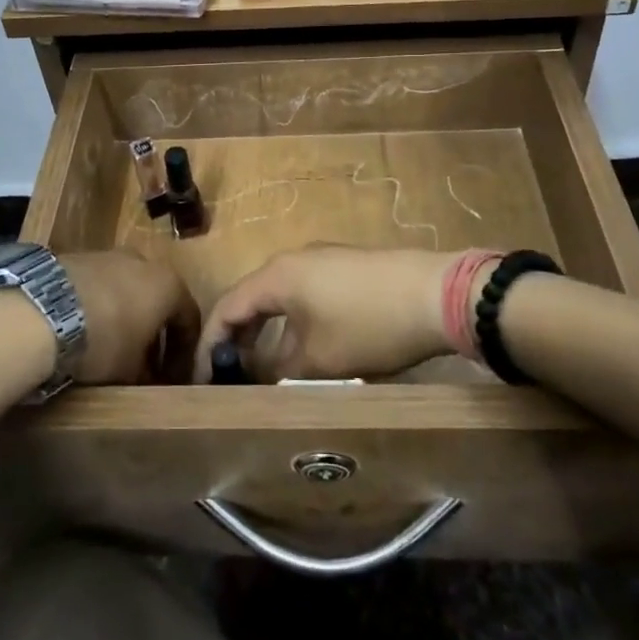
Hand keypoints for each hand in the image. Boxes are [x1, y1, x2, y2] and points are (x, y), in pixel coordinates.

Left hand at [63, 250, 200, 384]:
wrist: (42, 312)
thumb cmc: (103, 341)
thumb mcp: (131, 370)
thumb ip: (147, 373)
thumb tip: (148, 378)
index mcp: (169, 285)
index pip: (190, 319)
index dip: (184, 352)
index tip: (174, 377)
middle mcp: (145, 262)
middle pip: (158, 299)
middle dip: (154, 331)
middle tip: (145, 363)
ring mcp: (109, 255)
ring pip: (128, 288)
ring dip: (126, 315)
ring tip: (112, 346)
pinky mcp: (77, 257)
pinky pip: (99, 285)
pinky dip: (100, 305)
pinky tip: (85, 328)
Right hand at [196, 246, 456, 381]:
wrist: (436, 293)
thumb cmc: (368, 325)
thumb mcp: (319, 359)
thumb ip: (278, 369)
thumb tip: (256, 376)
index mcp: (277, 276)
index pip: (227, 306)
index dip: (210, 343)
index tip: (202, 379)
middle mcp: (294, 260)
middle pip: (252, 299)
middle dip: (237, 338)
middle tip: (229, 377)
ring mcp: (323, 261)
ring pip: (280, 298)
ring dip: (267, 333)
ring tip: (264, 371)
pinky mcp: (347, 268)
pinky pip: (304, 296)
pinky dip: (292, 323)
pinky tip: (305, 350)